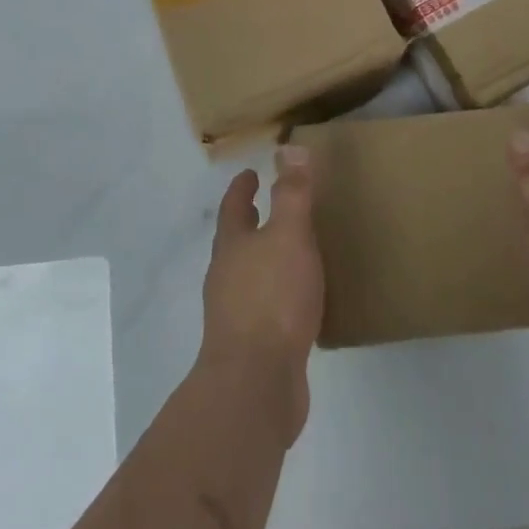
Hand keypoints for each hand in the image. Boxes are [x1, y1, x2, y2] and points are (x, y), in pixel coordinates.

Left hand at [197, 146, 324, 444]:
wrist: (256, 382)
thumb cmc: (272, 299)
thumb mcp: (289, 236)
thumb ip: (291, 194)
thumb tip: (288, 146)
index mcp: (232, 246)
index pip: (233, 207)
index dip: (241, 188)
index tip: (249, 173)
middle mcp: (227, 276)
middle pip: (235, 241)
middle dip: (250, 223)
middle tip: (268, 208)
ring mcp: (236, 313)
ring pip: (249, 275)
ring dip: (264, 259)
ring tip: (290, 252)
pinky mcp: (252, 346)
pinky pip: (266, 309)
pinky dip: (279, 295)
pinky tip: (301, 304)